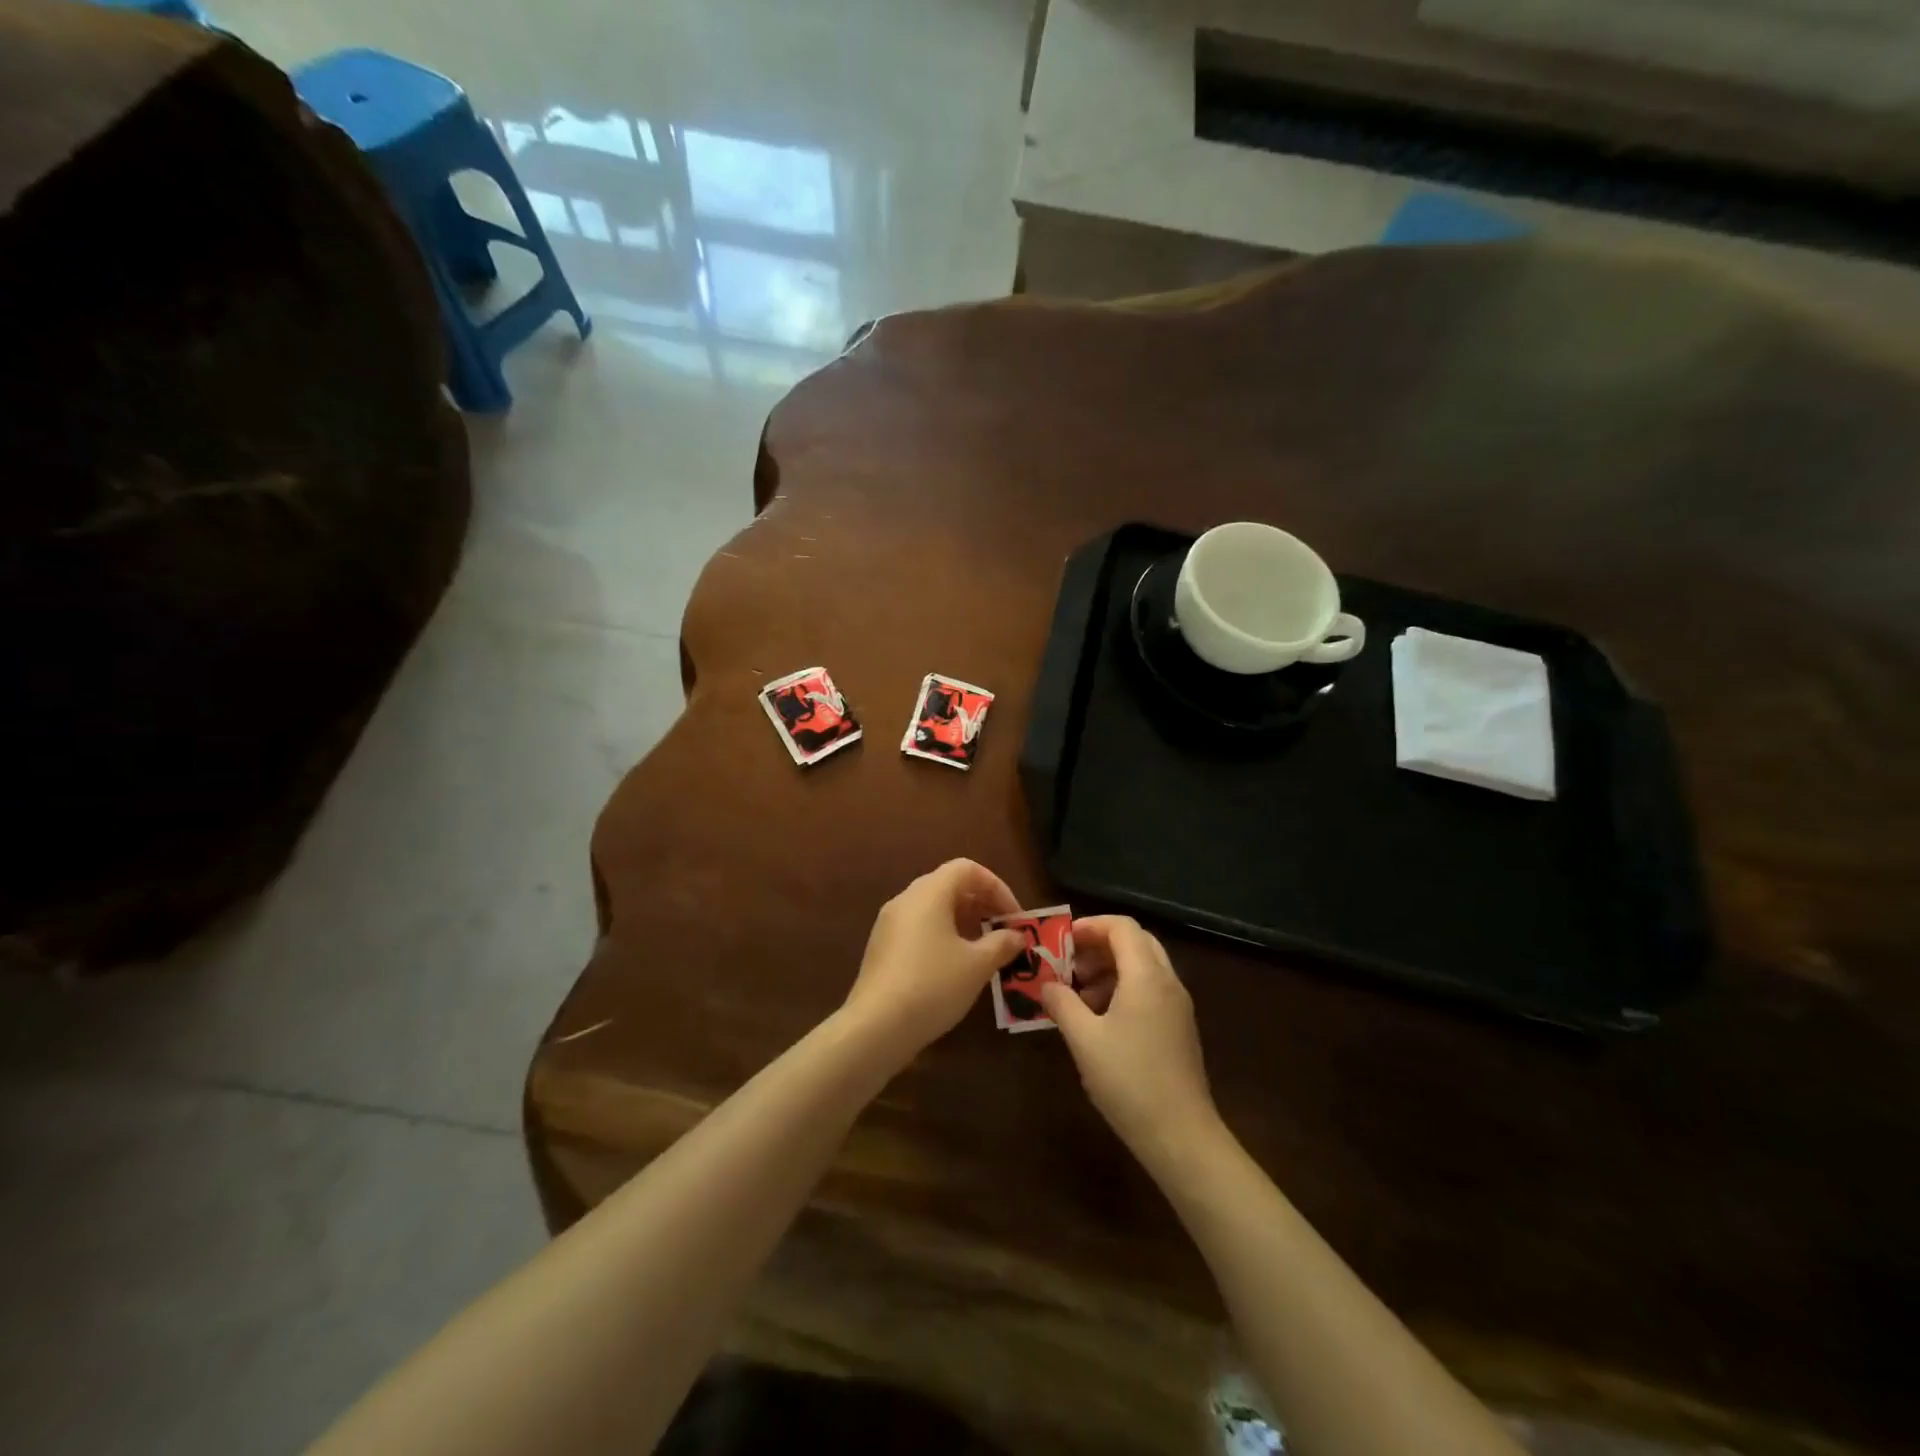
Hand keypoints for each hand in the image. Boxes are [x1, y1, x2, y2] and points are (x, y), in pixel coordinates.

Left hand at [843, 859, 1025, 1061]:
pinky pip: (919, 928)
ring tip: (984, 952)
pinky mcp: (882, 948)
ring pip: (933, 909)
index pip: (967, 869)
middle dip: (982, 905)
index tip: (1014, 918)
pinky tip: (955, 968)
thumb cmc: (933, 985)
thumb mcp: (977, 965)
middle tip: (1004, 933)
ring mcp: (889, 924)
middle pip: (949, 886)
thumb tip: (1016, 936)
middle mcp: (906, 900)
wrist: (876, 1027)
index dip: (997, 887)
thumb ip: (1001, 944)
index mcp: (929, 893)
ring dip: (963, 923)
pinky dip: (943, 937)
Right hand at [1041, 916, 1218, 1161]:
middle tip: (1068, 964)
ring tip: (1076, 994)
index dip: (1090, 926)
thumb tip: (1046, 984)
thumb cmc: (1129, 1081)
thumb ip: (1062, 1003)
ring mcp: (1177, 1006)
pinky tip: (1098, 1019)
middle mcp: (1167, 982)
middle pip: (1135, 942)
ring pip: (1143, 967)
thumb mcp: (1084, 1039)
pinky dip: (1122, 989)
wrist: (1181, 1136)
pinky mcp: (1178, 1028)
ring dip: (1109, 969)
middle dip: (1098, 946)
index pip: (1122, 926)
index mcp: (1147, 976)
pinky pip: (1149, 991)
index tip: (1061, 941)